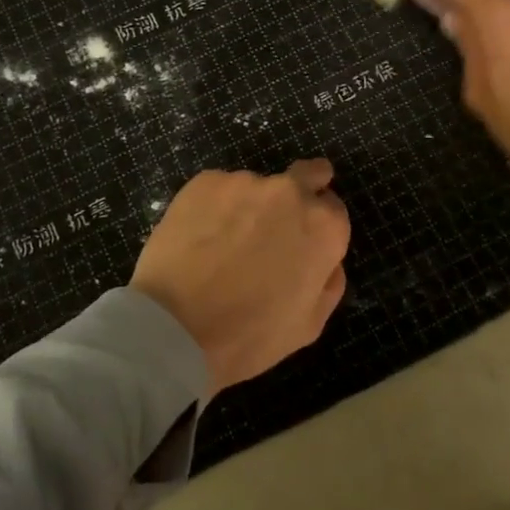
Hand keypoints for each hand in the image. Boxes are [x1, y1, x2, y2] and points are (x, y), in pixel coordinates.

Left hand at [131, 160, 350, 395]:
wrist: (176, 326)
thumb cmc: (250, 335)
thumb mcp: (308, 324)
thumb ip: (328, 282)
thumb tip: (328, 260)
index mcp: (323, 226)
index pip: (333, 209)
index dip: (320, 225)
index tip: (303, 240)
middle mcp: (289, 192)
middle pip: (306, 175)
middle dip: (302, 188)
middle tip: (279, 218)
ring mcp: (244, 181)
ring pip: (256, 188)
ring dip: (249, 206)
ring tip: (224, 243)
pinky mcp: (205, 181)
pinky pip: (219, 190)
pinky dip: (215, 208)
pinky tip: (199, 237)